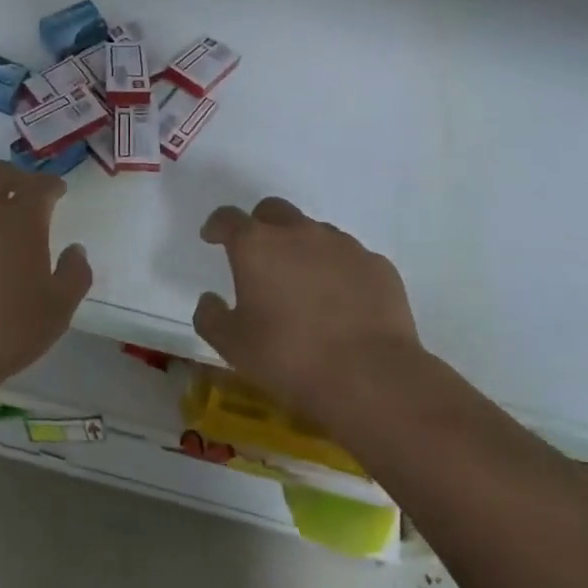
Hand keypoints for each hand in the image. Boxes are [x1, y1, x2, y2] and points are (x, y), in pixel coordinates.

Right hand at [193, 196, 426, 425]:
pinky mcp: (377, 265)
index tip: (212, 238)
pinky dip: (338, 271)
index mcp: (257, 246)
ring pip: (314, 232)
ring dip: (302, 248)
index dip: (217, 225)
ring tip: (303, 285)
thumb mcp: (232, 345)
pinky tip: (341, 303)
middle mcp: (299, 233)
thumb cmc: (289, 357)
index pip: (228, 218)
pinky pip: (350, 258)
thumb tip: (210, 299)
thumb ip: (211, 316)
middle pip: (273, 211)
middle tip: (259, 256)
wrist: (370, 377)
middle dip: (260, 225)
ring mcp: (343, 245)